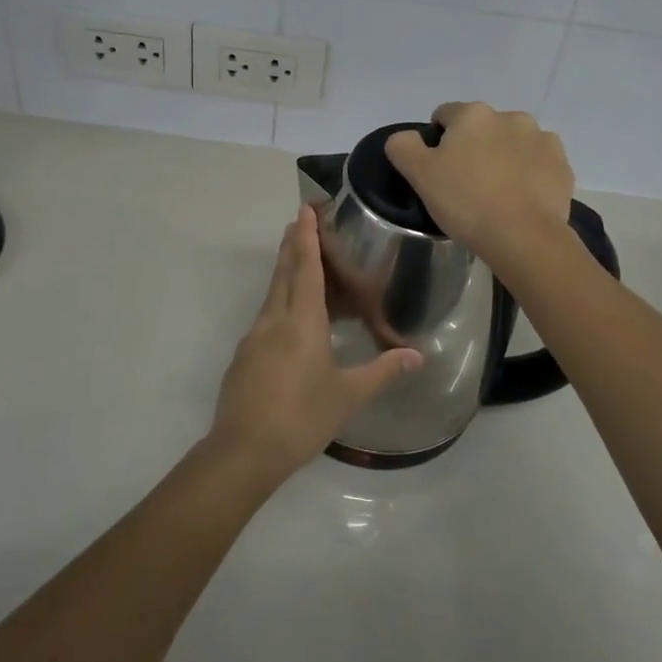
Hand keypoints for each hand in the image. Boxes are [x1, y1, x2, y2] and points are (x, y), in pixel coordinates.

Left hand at [211, 206, 422, 483]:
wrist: (243, 451)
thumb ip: (382, 370)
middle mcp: (274, 320)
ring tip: (296, 260)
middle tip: (298, 222)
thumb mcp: (348, 395)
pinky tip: (287, 317)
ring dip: (284, 271)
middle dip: (292, 245)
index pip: (306, 268)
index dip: (307, 238)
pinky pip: (265, 316)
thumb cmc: (302, 417)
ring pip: (271, 293)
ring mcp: (254, 337)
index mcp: (301, 321)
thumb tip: (418, 355)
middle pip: (283, 273)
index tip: (303, 210)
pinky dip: (279, 302)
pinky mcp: (244, 357)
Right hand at [385, 102, 574, 270]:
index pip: (445, 115)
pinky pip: (539, 164)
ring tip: (498, 194)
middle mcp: (510, 117)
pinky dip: (530, 175)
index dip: (437, 140)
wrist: (524, 237)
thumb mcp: (420, 175)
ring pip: (513, 144)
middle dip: (474, 148)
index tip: (439, 170)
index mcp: (473, 115)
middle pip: (482, 128)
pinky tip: (521, 200)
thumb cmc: (466, 202)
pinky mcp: (562, 165)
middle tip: (467, 185)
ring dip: (505, 158)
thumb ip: (403, 147)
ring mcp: (542, 139)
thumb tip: (405, 137)